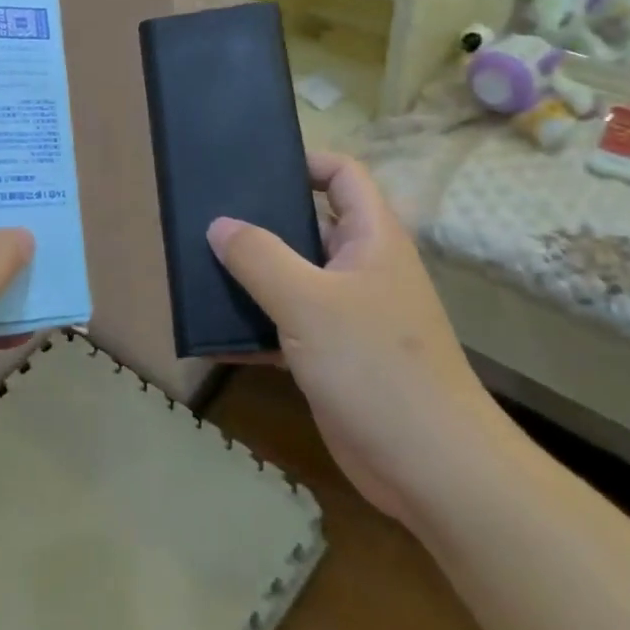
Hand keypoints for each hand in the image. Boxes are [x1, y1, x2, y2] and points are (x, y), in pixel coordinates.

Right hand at [207, 153, 509, 522]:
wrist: (432, 469)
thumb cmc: (375, 366)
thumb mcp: (308, 302)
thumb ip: (259, 257)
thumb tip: (219, 224)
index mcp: (371, 239)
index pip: (343, 175)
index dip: (304, 161)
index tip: (252, 165)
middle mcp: (361, 268)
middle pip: (308, 225)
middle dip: (261, 220)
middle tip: (207, 214)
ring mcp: (347, 315)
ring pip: (292, 278)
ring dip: (251, 276)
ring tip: (197, 265)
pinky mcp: (332, 357)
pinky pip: (286, 327)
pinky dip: (254, 327)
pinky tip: (211, 334)